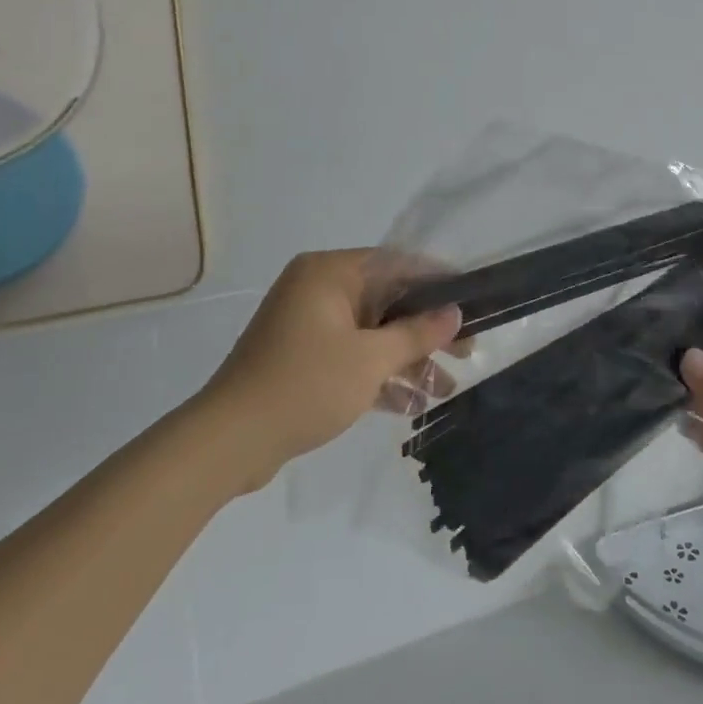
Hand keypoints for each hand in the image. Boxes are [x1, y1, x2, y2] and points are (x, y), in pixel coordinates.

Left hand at [199, 250, 463, 488]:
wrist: (230, 440)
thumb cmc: (305, 384)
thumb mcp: (370, 359)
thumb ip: (417, 333)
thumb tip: (455, 312)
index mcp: (329, 272)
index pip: (395, 263)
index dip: (437, 281)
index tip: (472, 300)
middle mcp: (317, 289)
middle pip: (386, 300)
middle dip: (426, 331)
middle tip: (467, 353)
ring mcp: (307, 325)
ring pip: (370, 332)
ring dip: (407, 360)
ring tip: (444, 390)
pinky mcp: (302, 358)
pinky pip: (351, 356)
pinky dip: (378, 375)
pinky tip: (411, 405)